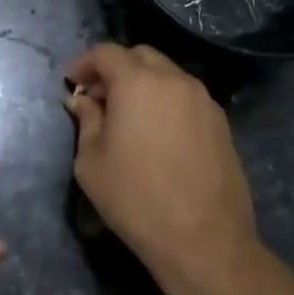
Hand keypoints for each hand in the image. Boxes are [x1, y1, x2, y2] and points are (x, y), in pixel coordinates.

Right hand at [63, 43, 261, 293]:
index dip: (84, 63)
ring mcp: (203, 100)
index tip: (72, 84)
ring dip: (143, 83)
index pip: (106, 53)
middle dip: (115, 68)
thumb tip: (82, 101)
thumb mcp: (91, 161)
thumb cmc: (136, 199)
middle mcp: (174, 80)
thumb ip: (86, 121)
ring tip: (128, 116)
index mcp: (138, 83)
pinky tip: (157, 132)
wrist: (204, 241)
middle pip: (140, 56)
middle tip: (98, 97)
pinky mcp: (221, 123)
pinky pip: (186, 96)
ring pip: (167, 74)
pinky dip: (166, 100)